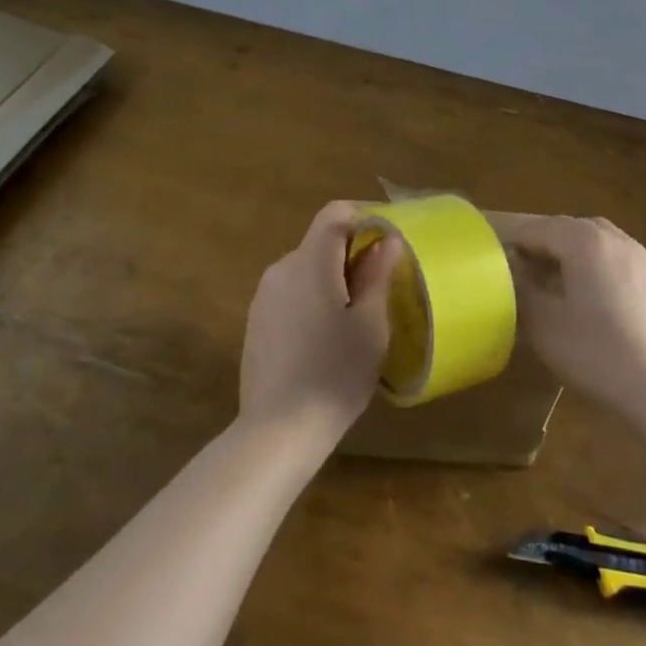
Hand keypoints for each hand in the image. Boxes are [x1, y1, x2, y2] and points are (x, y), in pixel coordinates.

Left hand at [239, 202, 399, 444]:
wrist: (278, 431)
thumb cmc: (334, 374)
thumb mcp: (370, 325)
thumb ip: (377, 275)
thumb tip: (386, 239)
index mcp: (310, 262)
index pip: (335, 213)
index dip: (364, 217)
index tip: (388, 242)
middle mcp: (281, 269)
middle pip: (320, 241)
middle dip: (352, 253)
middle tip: (381, 286)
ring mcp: (264, 296)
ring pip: (306, 268)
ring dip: (333, 278)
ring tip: (356, 316)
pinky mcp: (256, 321)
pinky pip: (292, 293)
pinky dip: (314, 298)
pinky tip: (326, 337)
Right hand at [501, 215, 645, 420]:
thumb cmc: (596, 352)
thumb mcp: (544, 325)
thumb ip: (523, 290)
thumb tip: (513, 273)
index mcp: (585, 242)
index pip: (539, 228)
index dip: (516, 242)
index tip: (499, 262)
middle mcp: (616, 239)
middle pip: (572, 228)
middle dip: (546, 243)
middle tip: (527, 270)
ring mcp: (643, 258)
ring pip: (600, 240)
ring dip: (575, 252)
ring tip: (562, 283)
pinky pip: (621, 260)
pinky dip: (601, 266)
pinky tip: (597, 300)